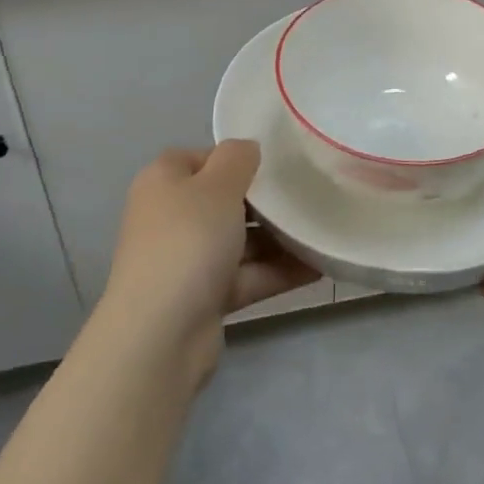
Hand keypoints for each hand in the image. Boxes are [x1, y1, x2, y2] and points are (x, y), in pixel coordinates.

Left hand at [100, 141, 319, 381]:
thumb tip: (247, 149)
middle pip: (223, 200)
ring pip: (238, 240)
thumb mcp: (218, 185)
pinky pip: (246, 275)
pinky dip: (277, 271)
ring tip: (321, 231)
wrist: (161, 334)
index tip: (276, 165)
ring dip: (277, 238)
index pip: (204, 158)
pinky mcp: (203, 297)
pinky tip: (318, 266)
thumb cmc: (188, 241)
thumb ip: (238, 158)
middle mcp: (170, 217)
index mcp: (164, 181)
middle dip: (264, 201)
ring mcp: (186, 260)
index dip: (238, 158)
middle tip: (306, 195)